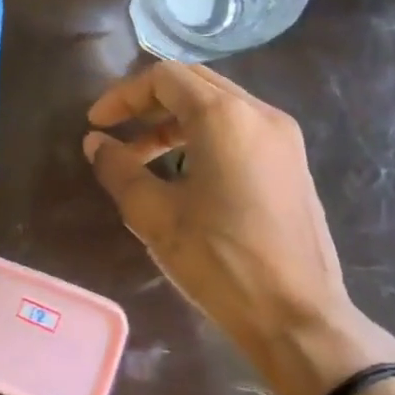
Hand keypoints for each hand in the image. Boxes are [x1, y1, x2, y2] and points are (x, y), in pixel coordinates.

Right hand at [84, 62, 394, 394]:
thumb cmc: (220, 262)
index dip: (123, 95)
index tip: (97, 125)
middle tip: (117, 133)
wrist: (298, 317)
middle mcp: (259, 113)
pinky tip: (185, 173)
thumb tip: (96, 143)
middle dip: (148, 103)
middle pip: (193, 83)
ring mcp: (283, 136)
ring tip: (143, 158)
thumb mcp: (155, 216)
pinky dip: (204, 135)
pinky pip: (240, 128)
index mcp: (225, 117)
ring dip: (175, 121)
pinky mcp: (292, 161)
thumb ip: (118, 169)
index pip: (164, 77)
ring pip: (218, 104)